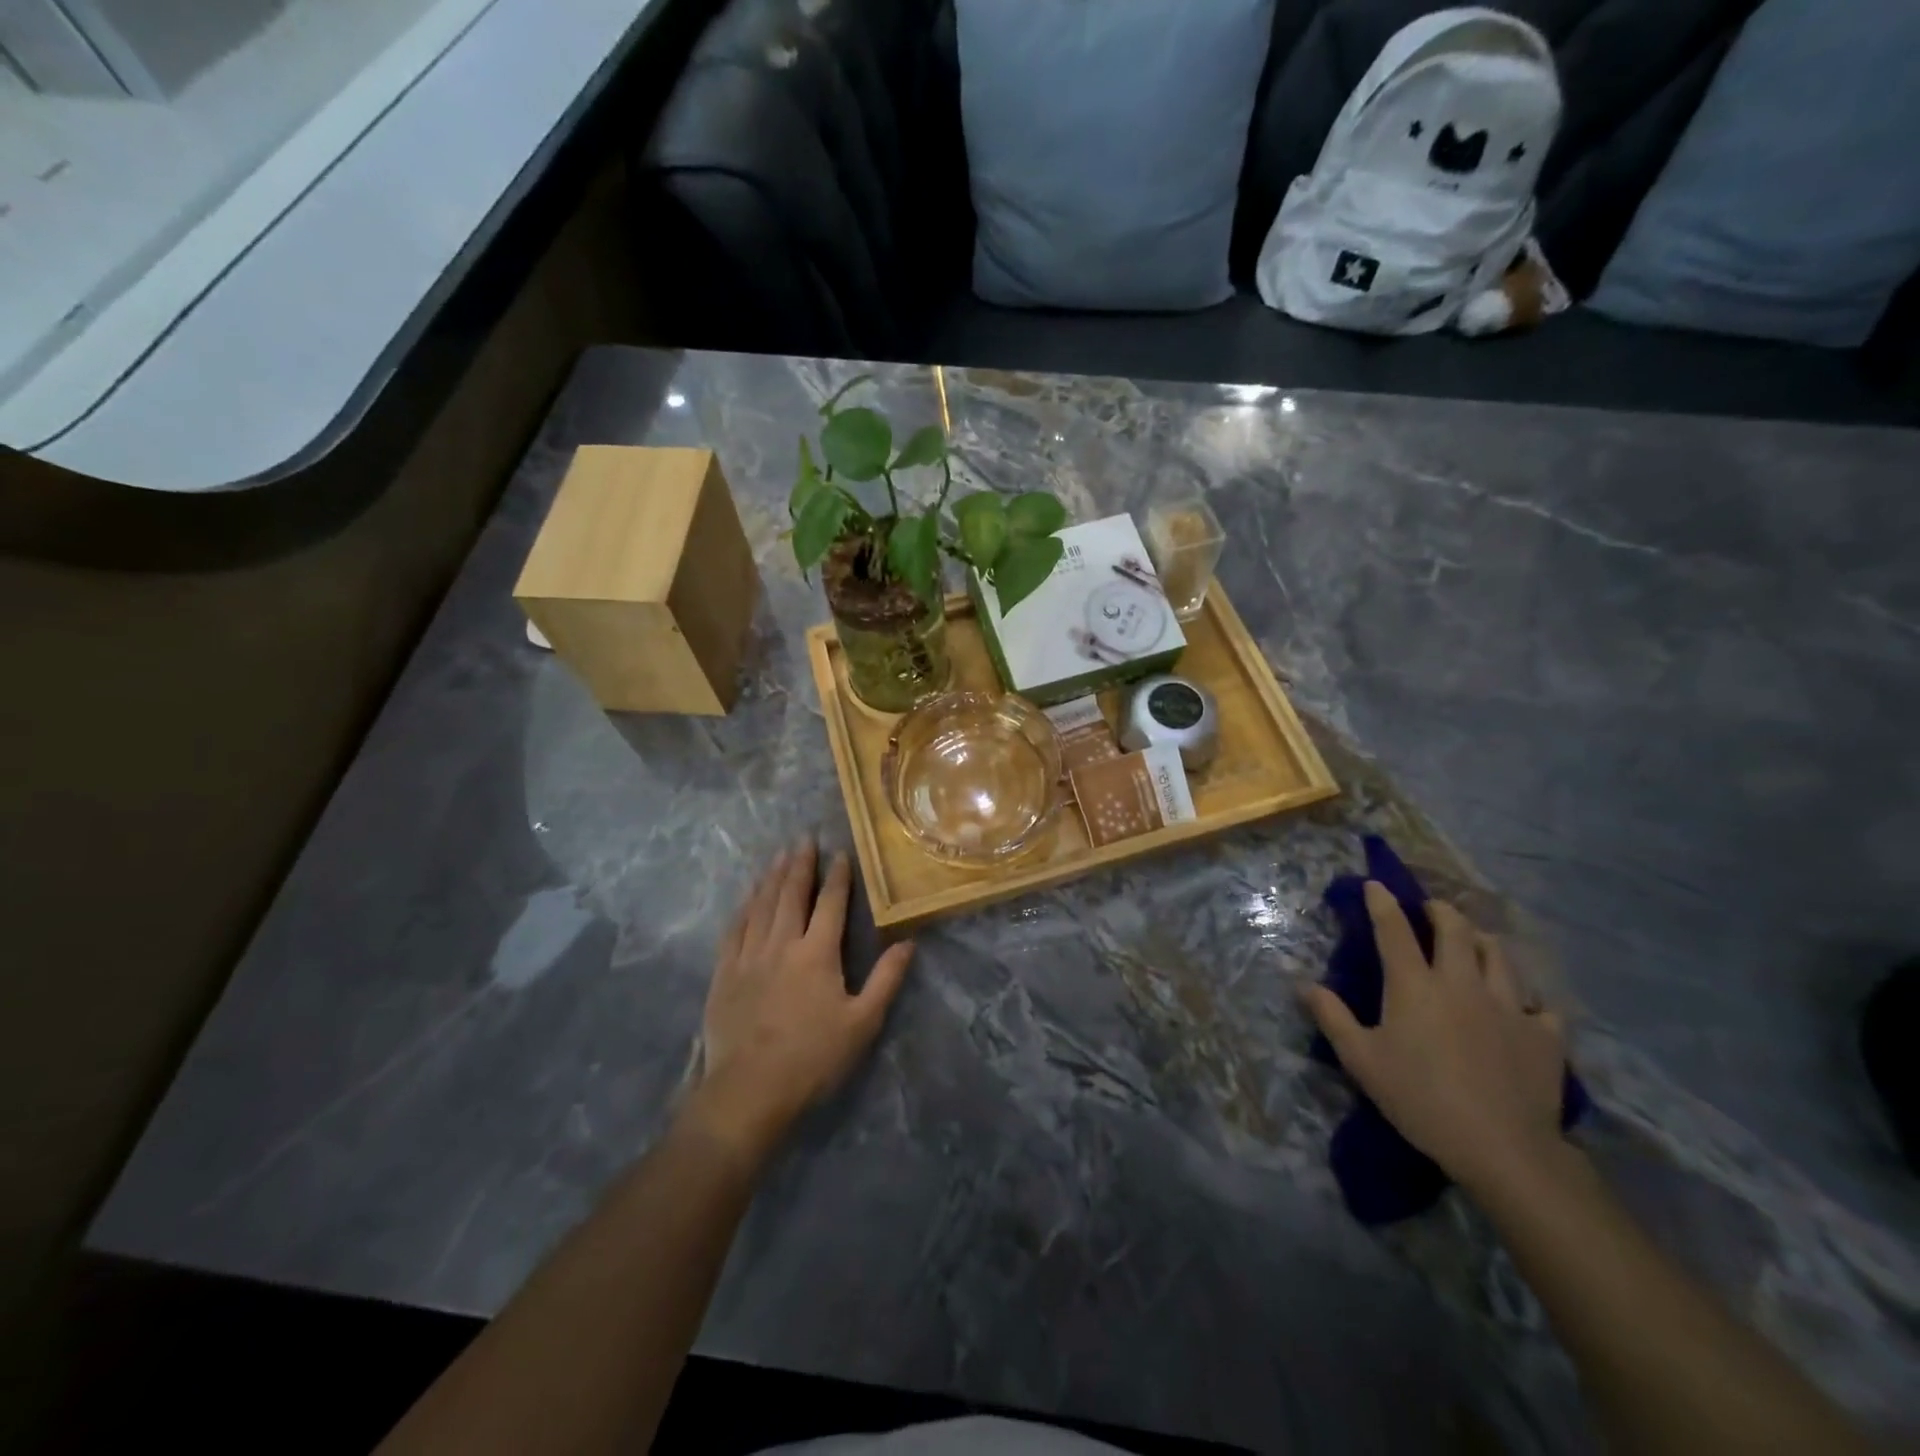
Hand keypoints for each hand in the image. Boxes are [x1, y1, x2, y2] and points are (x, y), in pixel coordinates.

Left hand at [689, 842, 914, 1164]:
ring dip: (772, 877)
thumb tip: (908, 943)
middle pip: (791, 894)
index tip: (841, 853)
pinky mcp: (724, 973)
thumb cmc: (813, 1058)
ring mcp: (748, 956)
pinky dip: (743, 907)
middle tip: (804, 839)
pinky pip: (734, 929)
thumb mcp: (862, 1022)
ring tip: (779, 855)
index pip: (830, 903)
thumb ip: (886, 979)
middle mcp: (782, 944)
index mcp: (817, 953)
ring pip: (761, 905)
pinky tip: (747, 897)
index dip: (838, 876)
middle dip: (800, 864)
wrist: (750, 1090)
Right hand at [1306, 882, 1570, 1197]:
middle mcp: (1461, 982)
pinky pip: (1539, 1004)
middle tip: (1432, 909)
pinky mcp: (1544, 1034)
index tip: (1376, 885)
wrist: (1503, 1147)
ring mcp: (1508, 1006)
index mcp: (1414, 985)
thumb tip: (1304, 984)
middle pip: (1456, 929)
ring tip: (1475, 942)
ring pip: (1499, 955)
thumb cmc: (1420, 1098)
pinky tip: (1523, 1007)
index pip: (1394, 930)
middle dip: (1441, 910)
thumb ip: (1332, 1017)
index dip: (1382, 903)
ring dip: (1482, 941)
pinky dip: (1528, 998)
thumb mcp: (1361, 1060)